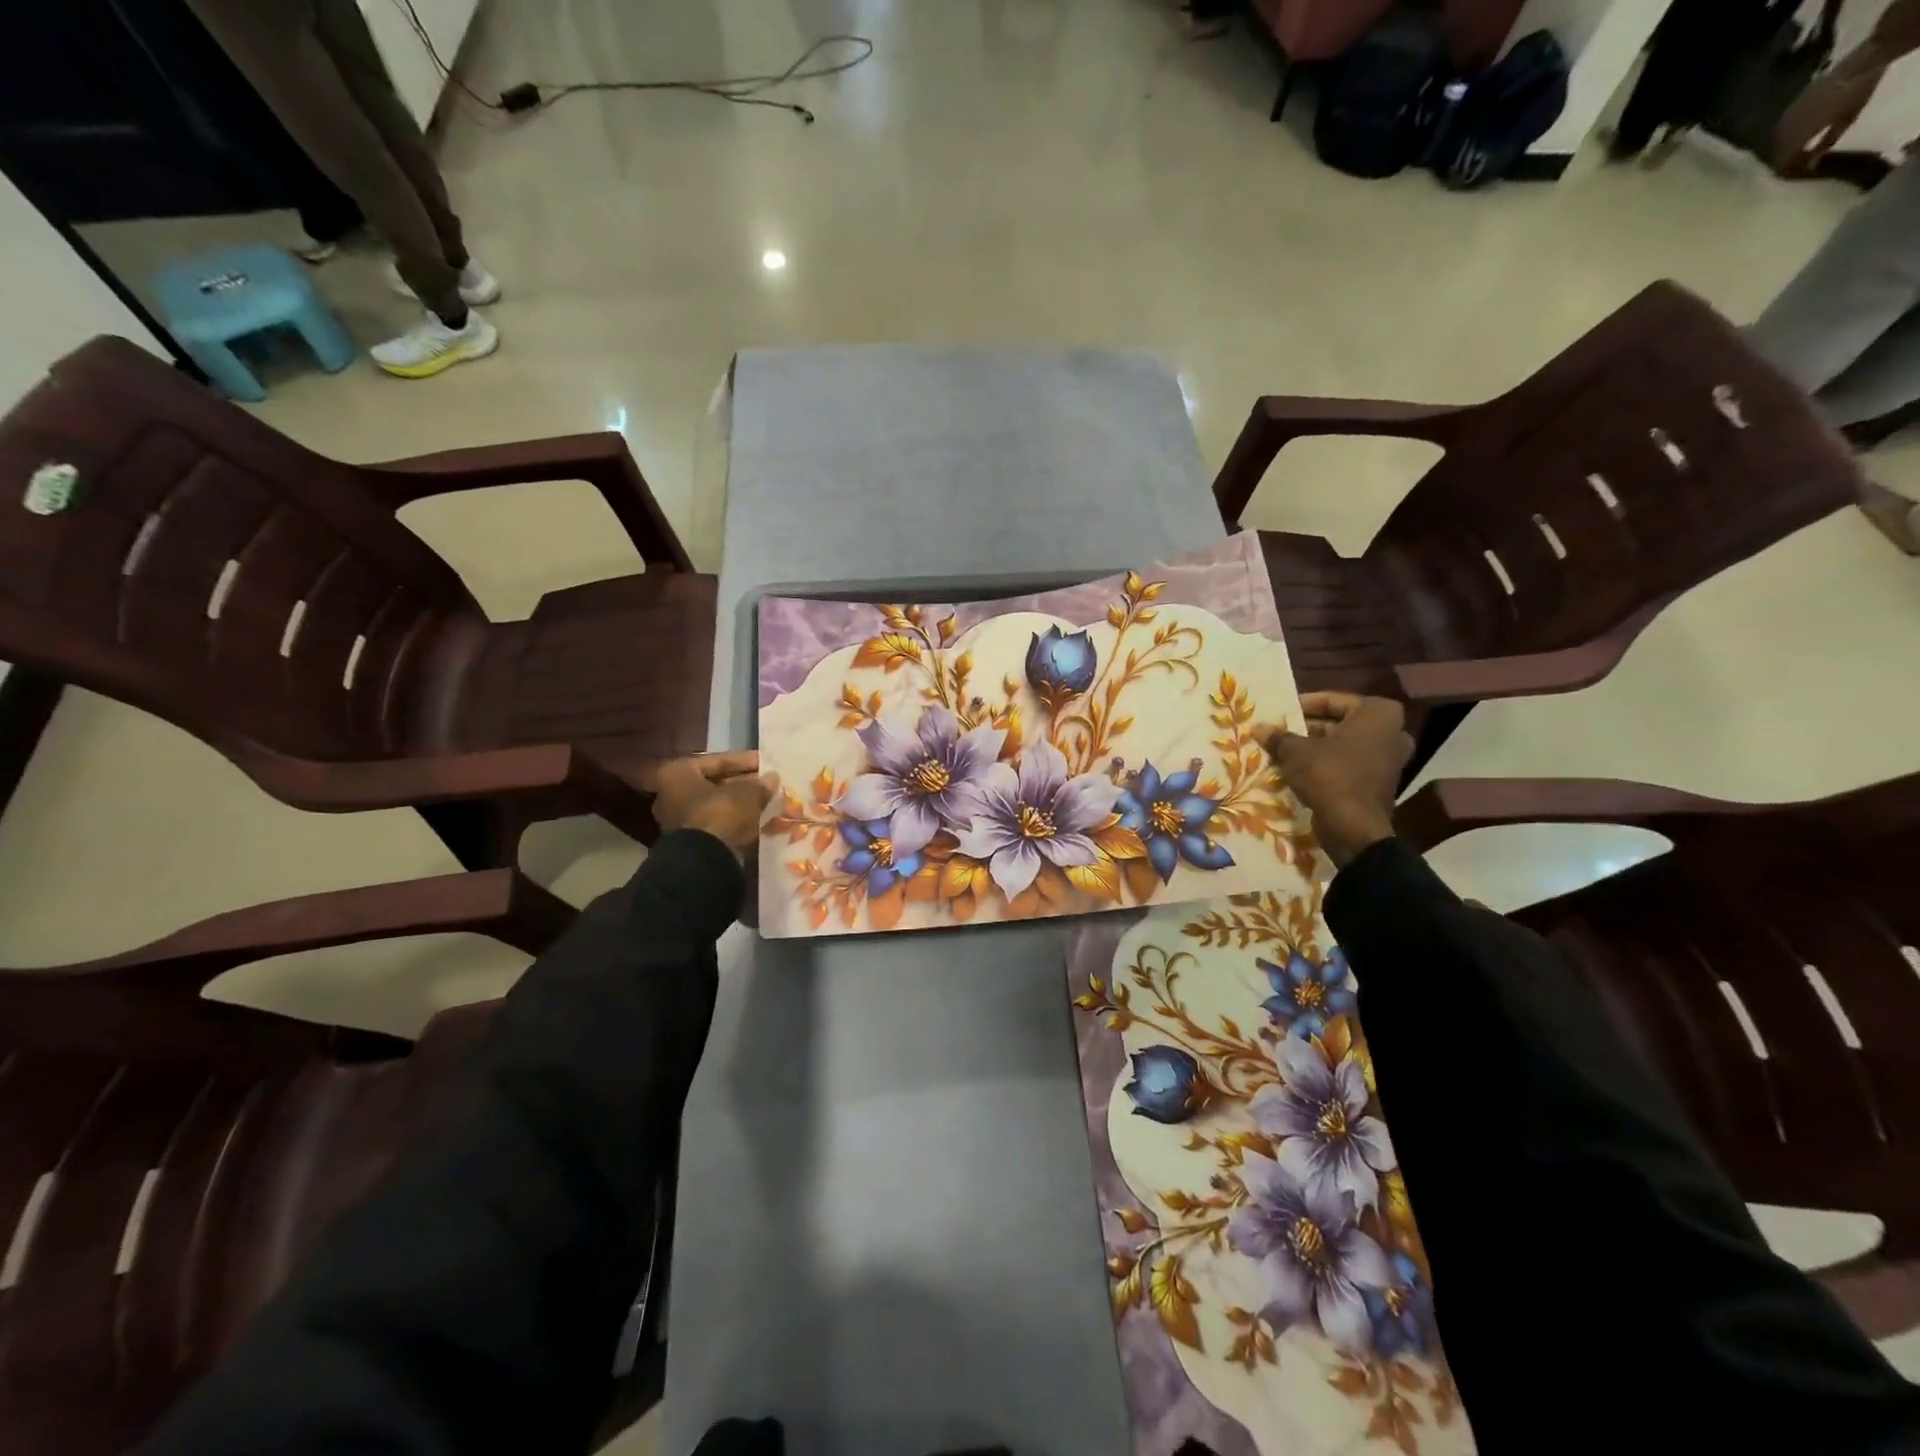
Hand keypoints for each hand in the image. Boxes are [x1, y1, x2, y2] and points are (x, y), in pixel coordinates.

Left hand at [653, 751, 776, 857]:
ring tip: (766, 800)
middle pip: (715, 783)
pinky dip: (734, 819)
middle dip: (743, 783)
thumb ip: (760, 784)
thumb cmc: (720, 814)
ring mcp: (677, 819)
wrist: (704, 860)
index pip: (717, 760)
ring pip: (716, 804)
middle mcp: (670, 793)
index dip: (745, 760)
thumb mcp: (747, 794)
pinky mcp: (689, 840)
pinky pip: (716, 821)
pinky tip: (756, 818)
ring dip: (740, 802)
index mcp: (677, 773)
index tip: (766, 762)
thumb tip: (772, 779)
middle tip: (767, 782)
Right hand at [1257, 693, 1411, 868]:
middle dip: (1309, 728)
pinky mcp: (1380, 783)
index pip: (1332, 700)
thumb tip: (1258, 727)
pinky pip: (1349, 765)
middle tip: (1281, 731)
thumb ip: (1279, 736)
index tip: (1280, 713)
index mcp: (1378, 713)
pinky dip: (1327, 765)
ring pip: (1344, 745)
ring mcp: (1388, 759)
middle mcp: (1391, 732)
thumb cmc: (1329, 775)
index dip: (1303, 705)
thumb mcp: (1296, 751)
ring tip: (1284, 751)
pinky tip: (1299, 771)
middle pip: (1340, 723)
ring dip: (1316, 748)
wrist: (1353, 827)